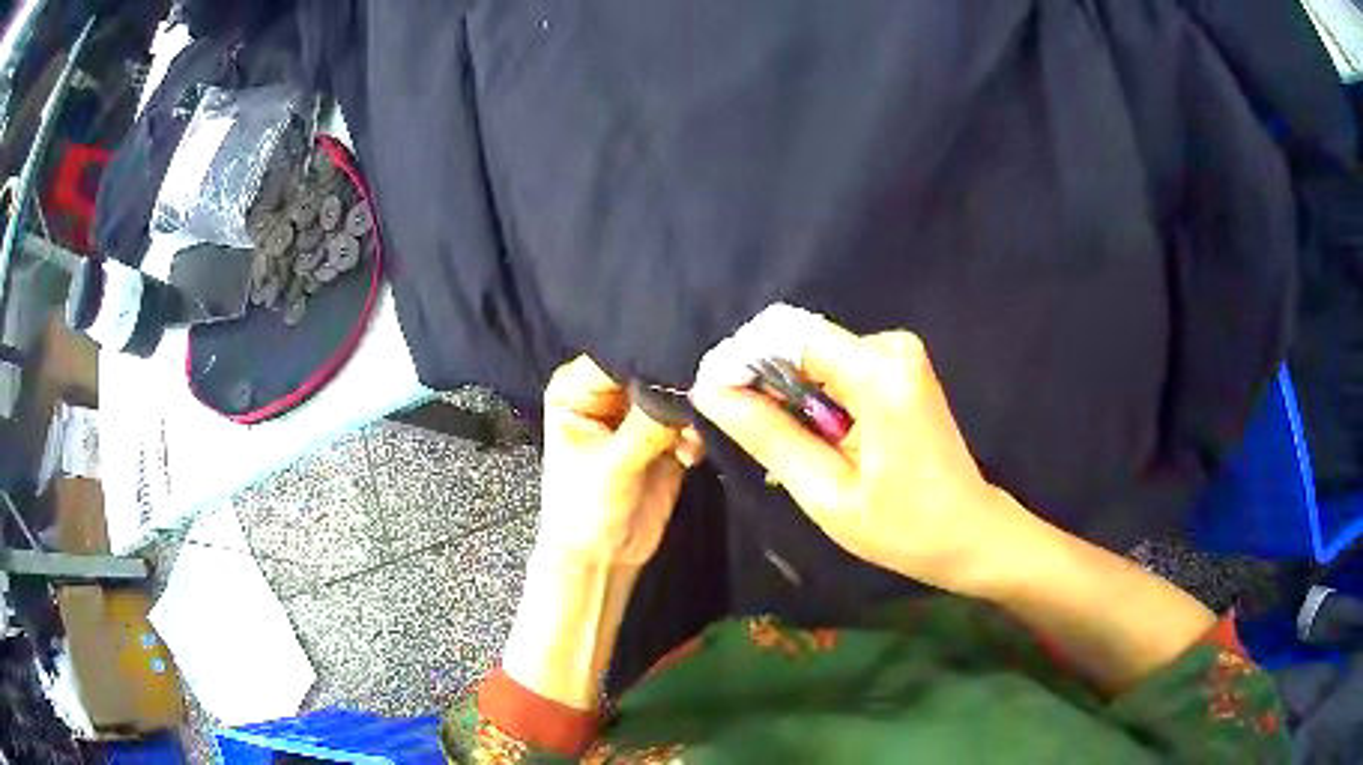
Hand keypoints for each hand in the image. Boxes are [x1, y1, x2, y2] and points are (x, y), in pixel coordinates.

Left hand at [537, 355, 702, 567]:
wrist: (603, 559)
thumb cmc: (584, 511)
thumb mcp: (612, 465)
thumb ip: (647, 424)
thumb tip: (685, 386)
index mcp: (578, 389)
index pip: (618, 356)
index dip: (651, 355)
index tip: (688, 357)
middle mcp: (609, 395)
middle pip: (651, 371)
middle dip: (678, 382)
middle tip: (707, 390)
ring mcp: (640, 416)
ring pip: (676, 395)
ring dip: (692, 411)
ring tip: (692, 436)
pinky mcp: (666, 437)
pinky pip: (692, 421)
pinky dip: (698, 433)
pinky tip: (690, 456)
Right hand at [690, 317, 1031, 596]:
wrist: (969, 532)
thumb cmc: (904, 527)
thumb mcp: (827, 492)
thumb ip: (769, 435)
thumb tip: (710, 392)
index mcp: (879, 374)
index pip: (787, 334)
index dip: (740, 358)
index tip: (709, 398)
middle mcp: (890, 347)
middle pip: (798, 341)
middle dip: (758, 379)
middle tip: (733, 430)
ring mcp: (898, 354)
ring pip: (812, 355)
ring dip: (782, 393)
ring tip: (771, 446)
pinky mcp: (898, 367)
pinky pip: (833, 367)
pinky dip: (809, 398)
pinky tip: (806, 439)